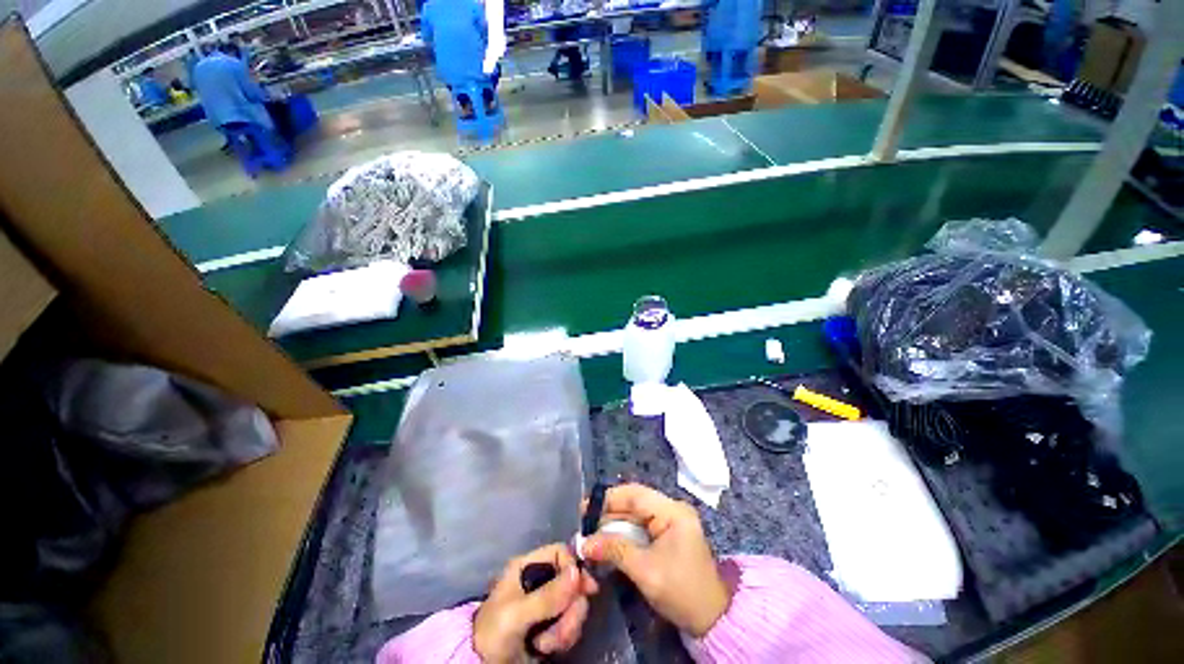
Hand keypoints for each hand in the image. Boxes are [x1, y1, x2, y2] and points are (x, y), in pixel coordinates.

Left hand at [473, 544, 598, 662]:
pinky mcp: (552, 624)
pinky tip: (547, 648)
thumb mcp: (516, 614)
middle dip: (571, 607)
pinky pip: (571, 623)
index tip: (586, 589)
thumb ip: (546, 596)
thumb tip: (577, 572)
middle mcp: (540, 580)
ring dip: (567, 626)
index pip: (560, 552)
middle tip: (561, 628)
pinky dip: (565, 637)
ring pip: (575, 603)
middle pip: (573, 581)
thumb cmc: (493, 633)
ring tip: (547, 644)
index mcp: (528, 566)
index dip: (574, 567)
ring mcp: (547, 603)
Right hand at [582, 483, 730, 636]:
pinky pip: (640, 526)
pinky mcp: (667, 534)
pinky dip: (623, 533)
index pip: (635, 494)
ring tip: (590, 534)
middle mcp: (671, 509)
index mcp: (672, 511)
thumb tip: (583, 542)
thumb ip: (615, 550)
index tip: (584, 508)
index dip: (608, 499)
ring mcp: (670, 521)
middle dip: (608, 513)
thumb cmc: (681, 592)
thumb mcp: (645, 571)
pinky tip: (607, 541)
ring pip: (635, 514)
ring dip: (613, 524)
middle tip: (583, 524)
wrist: (711, 619)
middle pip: (634, 502)